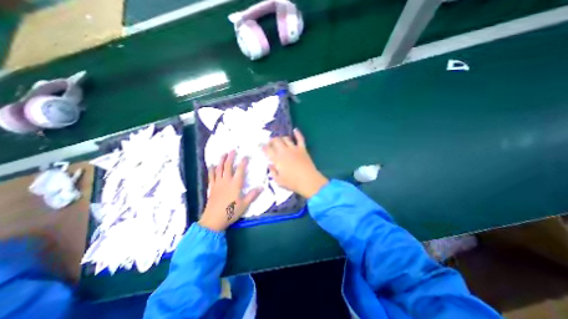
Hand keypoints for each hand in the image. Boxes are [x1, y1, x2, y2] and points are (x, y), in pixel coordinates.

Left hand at [198, 151, 261, 230]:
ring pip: (219, 169)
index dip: (243, 162)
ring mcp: (217, 183)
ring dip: (221, 160)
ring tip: (223, 154)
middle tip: (232, 150)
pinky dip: (211, 170)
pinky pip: (211, 176)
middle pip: (228, 166)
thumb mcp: (244, 204)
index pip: (240, 170)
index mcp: (235, 184)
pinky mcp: (212, 187)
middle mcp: (226, 181)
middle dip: (230, 157)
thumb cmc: (230, 212)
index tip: (246, 156)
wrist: (213, 220)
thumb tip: (262, 187)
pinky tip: (212, 165)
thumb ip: (253, 195)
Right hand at [263, 129, 328, 197]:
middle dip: (271, 140)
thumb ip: (273, 172)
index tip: (262, 146)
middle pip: (276, 141)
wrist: (308, 181)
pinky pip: (300, 139)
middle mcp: (284, 151)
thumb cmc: (293, 183)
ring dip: (281, 138)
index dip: (263, 147)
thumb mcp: (279, 181)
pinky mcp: (302, 149)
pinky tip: (295, 130)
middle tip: (270, 143)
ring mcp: (294, 149)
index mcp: (277, 159)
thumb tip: (270, 165)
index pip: (267, 150)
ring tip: (280, 140)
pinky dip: (297, 134)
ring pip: (286, 138)